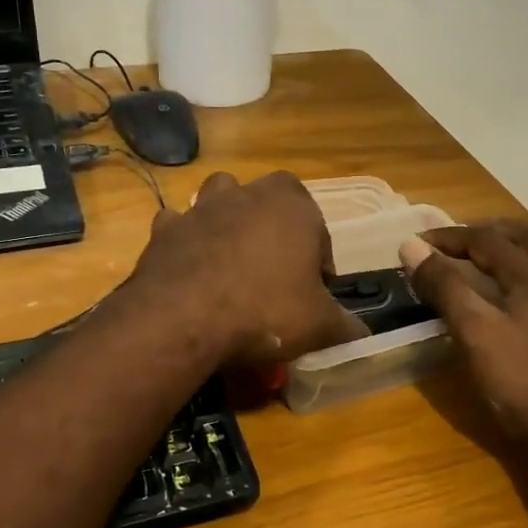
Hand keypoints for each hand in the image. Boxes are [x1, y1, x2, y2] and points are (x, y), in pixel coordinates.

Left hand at [128, 171, 368, 366]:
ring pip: (221, 197)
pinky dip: (186, 241)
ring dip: (228, 219)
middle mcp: (249, 194)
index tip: (312, 291)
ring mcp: (202, 207)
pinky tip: (190, 269)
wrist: (183, 318)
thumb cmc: (265, 311)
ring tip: (232, 260)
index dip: (318, 260)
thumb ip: (345, 326)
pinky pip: (180, 226)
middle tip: (274, 272)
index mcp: (294, 206)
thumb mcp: (319, 326)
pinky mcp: (165, 228)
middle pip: (269, 201)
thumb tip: (362, 334)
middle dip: (274, 228)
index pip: (317, 228)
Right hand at [400, 221, 527, 461]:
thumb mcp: (474, 332)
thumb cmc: (522, 381)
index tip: (415, 243)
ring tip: (476, 265)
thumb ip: (445, 286)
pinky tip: (506, 301)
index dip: (447, 237)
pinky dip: (521, 276)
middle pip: (524, 237)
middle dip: (485, 232)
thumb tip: (412, 246)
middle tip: (452, 243)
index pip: (486, 239)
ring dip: (507, 252)